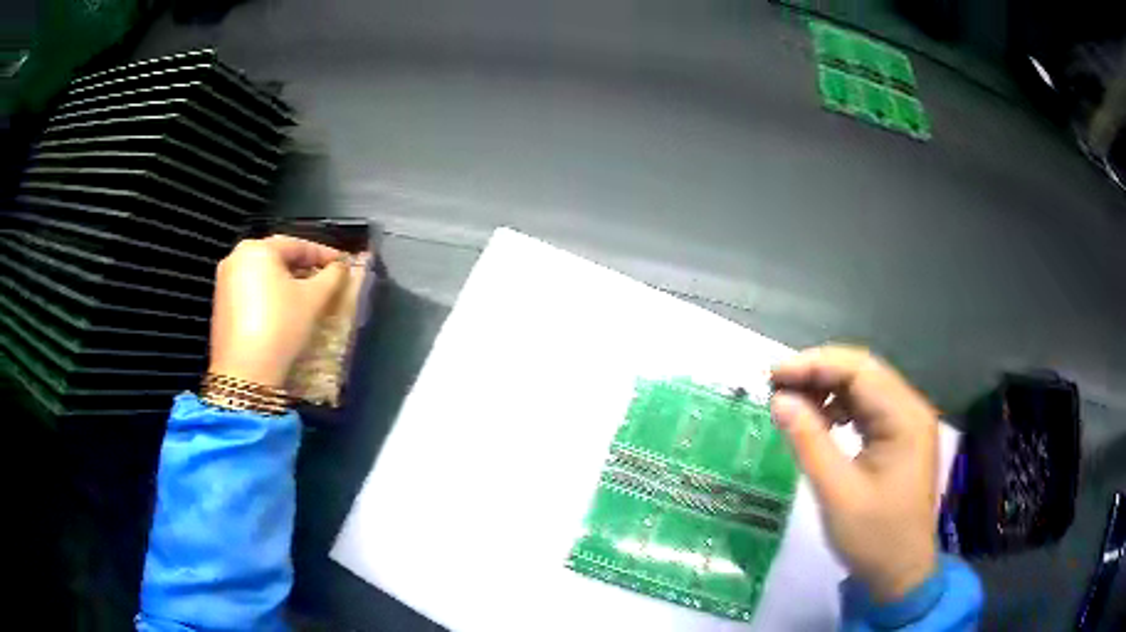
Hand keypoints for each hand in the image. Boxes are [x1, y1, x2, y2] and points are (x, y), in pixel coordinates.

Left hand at [208, 235, 346, 387]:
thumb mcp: (313, 300)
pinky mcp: (221, 306)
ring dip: (286, 282)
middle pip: (278, 258)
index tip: (344, 263)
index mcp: (257, 249)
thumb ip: (332, 277)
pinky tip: (283, 311)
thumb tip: (341, 267)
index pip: (298, 245)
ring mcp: (224, 282)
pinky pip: (251, 291)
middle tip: (326, 278)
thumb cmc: (280, 326)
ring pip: (263, 275)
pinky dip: (269, 296)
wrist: (244, 373)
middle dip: (303, 267)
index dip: (324, 254)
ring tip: (307, 295)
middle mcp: (236, 258)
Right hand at [770, 345, 938, 602]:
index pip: (860, 370)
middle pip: (864, 373)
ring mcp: (908, 424)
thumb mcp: (836, 493)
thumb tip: (779, 399)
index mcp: (905, 418)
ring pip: (865, 389)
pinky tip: (821, 423)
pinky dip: (840, 409)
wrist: (900, 574)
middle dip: (819, 374)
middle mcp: (911, 410)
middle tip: (776, 387)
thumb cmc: (873, 537)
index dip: (815, 365)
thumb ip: (809, 442)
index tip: (774, 375)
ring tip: (793, 406)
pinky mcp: (900, 439)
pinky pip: (868, 410)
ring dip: (828, 390)